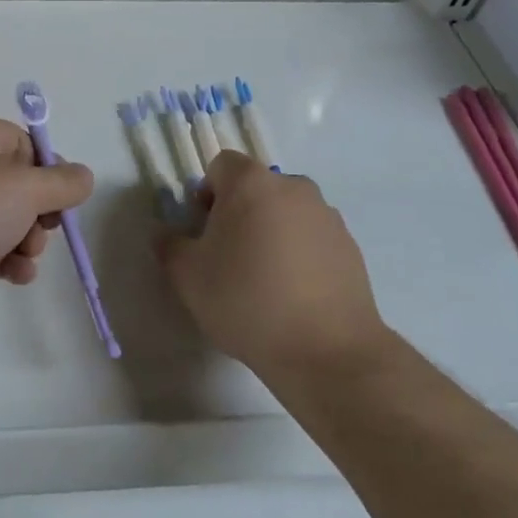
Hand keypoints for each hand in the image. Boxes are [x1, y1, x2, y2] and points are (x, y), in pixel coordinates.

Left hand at [0, 118, 93, 323]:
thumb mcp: (28, 188)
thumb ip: (65, 182)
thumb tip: (83, 176)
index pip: (26, 144)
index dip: (49, 171)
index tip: (62, 198)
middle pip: (18, 184)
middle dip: (38, 214)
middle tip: (41, 232)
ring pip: (6, 218)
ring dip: (25, 241)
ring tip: (23, 258)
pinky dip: (5, 258)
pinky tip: (13, 276)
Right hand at [157, 151, 387, 378]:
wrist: (328, 352)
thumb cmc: (247, 301)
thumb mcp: (188, 277)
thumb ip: (169, 245)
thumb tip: (166, 234)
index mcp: (251, 183)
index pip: (221, 166)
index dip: (207, 194)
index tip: (205, 232)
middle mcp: (292, 187)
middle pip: (256, 188)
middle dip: (239, 213)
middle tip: (230, 257)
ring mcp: (326, 216)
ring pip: (286, 212)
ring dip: (272, 232)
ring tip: (265, 281)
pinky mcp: (350, 247)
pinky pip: (313, 238)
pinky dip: (300, 254)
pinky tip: (294, 295)